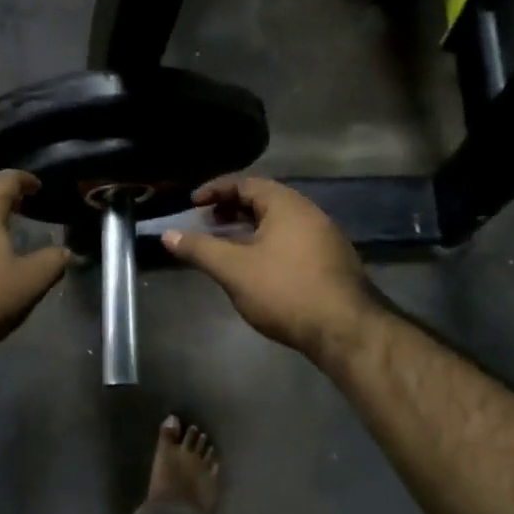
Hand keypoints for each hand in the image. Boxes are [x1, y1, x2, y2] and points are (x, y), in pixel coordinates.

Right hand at [161, 177, 376, 359]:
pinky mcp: (332, 263)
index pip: (246, 183)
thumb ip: (200, 249)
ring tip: (227, 247)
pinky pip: (293, 241)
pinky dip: (268, 245)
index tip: (193, 204)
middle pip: (265, 201)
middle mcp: (310, 213)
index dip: (216, 190)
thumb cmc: (285, 291)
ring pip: (280, 223)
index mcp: (287, 205)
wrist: (345, 330)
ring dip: (250, 229)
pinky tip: (257, 269)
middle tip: (208, 223)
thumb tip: (168, 235)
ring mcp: (325, 238)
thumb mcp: (234, 269)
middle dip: (232, 209)